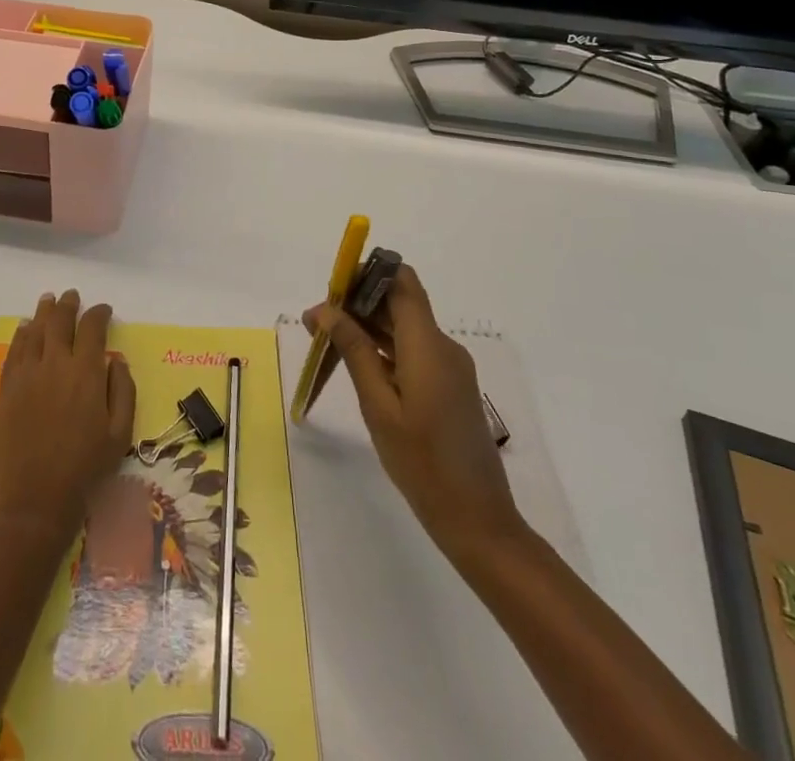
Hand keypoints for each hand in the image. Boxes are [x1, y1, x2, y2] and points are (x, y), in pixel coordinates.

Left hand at [0, 290, 135, 546]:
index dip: (99, 314)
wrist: (33, 504)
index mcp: (87, 373)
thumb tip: (117, 361)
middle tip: (72, 296)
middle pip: (60, 321)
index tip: (104, 310)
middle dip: (68, 305)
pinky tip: (25, 329)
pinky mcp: (7, 390)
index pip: (93, 328)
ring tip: (48, 300)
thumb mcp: (120, 435)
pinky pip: (14, 351)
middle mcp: (55, 364)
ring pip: (34, 330)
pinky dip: (21, 335)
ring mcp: (26, 375)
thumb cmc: (84, 471)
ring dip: (43, 312)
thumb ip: (123, 392)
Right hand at [305, 265, 523, 558]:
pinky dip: (385, 349)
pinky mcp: (450, 386)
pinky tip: (358, 365)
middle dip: (358, 303)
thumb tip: (326, 309)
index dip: (366, 273)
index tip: (332, 290)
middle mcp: (443, 346)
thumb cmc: (422, 463)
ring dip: (368, 327)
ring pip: (405, 327)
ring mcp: (450, 367)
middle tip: (317, 323)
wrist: (478, 520)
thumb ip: (354, 350)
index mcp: (428, 344)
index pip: (401, 281)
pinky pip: (414, 350)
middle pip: (400, 302)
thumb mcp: (378, 405)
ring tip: (328, 342)